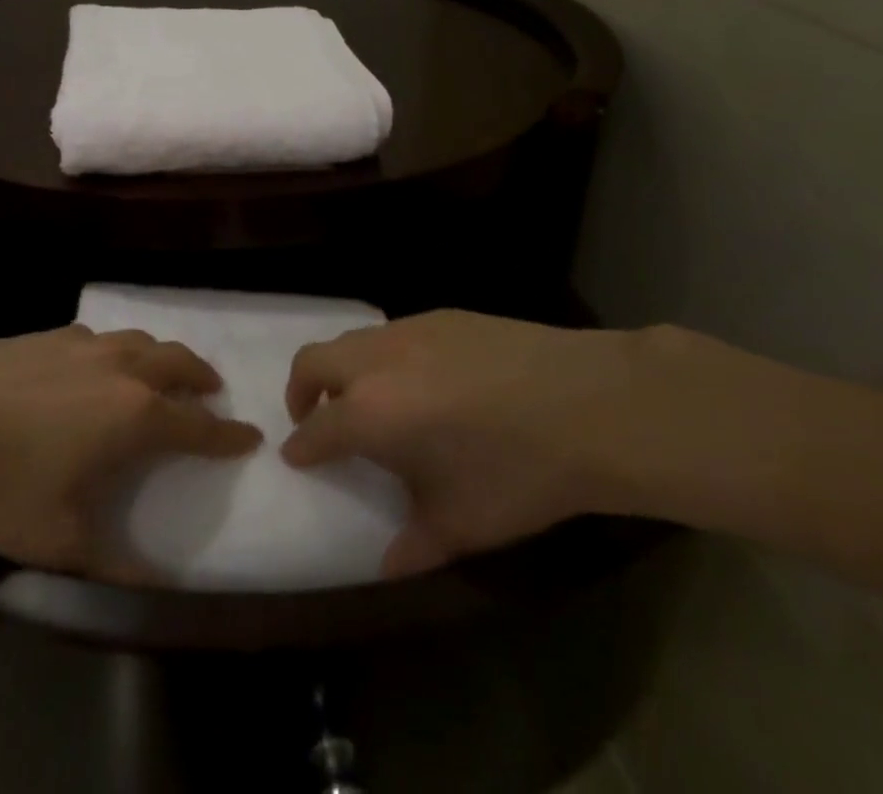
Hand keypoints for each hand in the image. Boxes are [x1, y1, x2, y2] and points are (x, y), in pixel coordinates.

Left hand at [0, 326, 260, 577]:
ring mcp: (85, 345)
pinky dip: (118, 350)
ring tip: (162, 373)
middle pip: (179, 363)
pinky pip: (101, 338)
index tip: (250, 436)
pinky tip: (98, 365)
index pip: (198, 426)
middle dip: (202, 378)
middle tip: (211, 392)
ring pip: (142, 341)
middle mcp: (122, 370)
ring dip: (164, 357)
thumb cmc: (0, 485)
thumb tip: (157, 587)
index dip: (228, 434)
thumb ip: (115, 567)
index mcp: (135, 416)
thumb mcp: (59, 542)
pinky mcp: (50, 334)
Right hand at [282, 310, 662, 576]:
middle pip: (313, 360)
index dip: (301, 447)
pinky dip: (383, 357)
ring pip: (352, 341)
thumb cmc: (518, 473)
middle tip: (315, 419)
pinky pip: (392, 333)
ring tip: (370, 401)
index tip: (297, 457)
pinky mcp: (441, 315)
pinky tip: (422, 383)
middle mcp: (377, 361)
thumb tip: (385, 567)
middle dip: (301, 391)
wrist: (586, 404)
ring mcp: (409, 330)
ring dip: (343, 369)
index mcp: (371, 412)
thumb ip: (414, 545)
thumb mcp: (463, 524)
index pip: (316, 428)